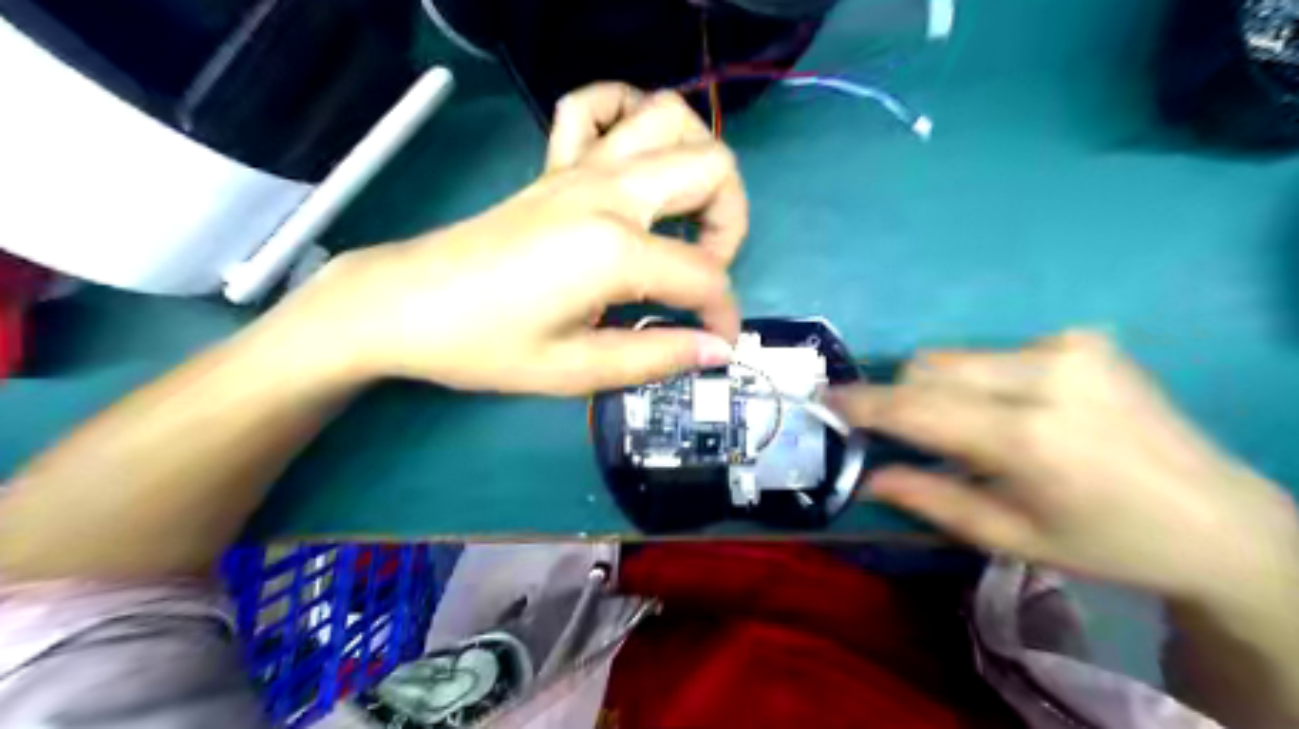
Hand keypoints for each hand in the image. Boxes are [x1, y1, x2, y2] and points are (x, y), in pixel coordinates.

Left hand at [282, 86, 751, 397]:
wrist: (404, 305)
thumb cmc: (484, 345)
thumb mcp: (575, 370)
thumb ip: (655, 358)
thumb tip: (715, 351)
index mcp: (614, 249)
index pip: (704, 274)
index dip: (724, 315)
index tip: (718, 344)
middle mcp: (607, 191)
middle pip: (711, 168)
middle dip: (730, 223)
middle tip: (704, 273)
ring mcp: (578, 168)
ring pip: (669, 119)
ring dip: (696, 161)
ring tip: (685, 215)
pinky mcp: (553, 166)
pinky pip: (596, 107)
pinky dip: (627, 117)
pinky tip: (632, 160)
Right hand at [832, 334, 1298, 601]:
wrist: (1218, 518)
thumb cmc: (1106, 542)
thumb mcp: (1010, 537)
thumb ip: (930, 499)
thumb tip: (868, 474)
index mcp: (1027, 437)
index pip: (916, 407)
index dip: (864, 403)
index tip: (826, 398)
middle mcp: (1044, 377)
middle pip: (928, 366)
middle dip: (903, 397)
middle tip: (907, 434)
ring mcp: (1068, 349)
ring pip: (957, 355)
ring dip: (942, 387)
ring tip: (971, 427)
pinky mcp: (1084, 338)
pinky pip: (997, 351)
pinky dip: (984, 379)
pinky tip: (1020, 409)